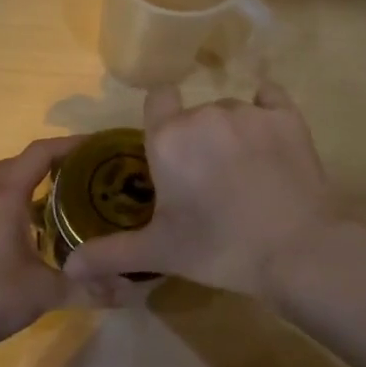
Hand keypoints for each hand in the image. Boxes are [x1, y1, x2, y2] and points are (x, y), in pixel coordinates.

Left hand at [0, 135, 97, 354]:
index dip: (67, 146)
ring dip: (5, 177)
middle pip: (11, 164)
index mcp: (5, 198)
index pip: (39, 155)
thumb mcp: (48, 293)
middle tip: (69, 177)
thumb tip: (133, 290)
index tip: (92, 147)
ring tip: (28, 189)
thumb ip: (90, 288)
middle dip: (41, 164)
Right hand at [63, 82, 340, 299]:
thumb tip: (67, 267)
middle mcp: (204, 114)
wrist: (297, 250)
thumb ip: (110, 252)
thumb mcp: (159, 251)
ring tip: (245, 174)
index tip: (170, 153)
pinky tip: (269, 138)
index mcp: (168, 138)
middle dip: (197, 140)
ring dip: (230, 133)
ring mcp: (249, 112)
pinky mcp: (287, 117)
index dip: (162, 121)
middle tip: (208, 182)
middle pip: (194, 114)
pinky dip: (267, 111)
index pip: (157, 98)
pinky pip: (270, 99)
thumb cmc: (218, 247)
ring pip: (229, 111)